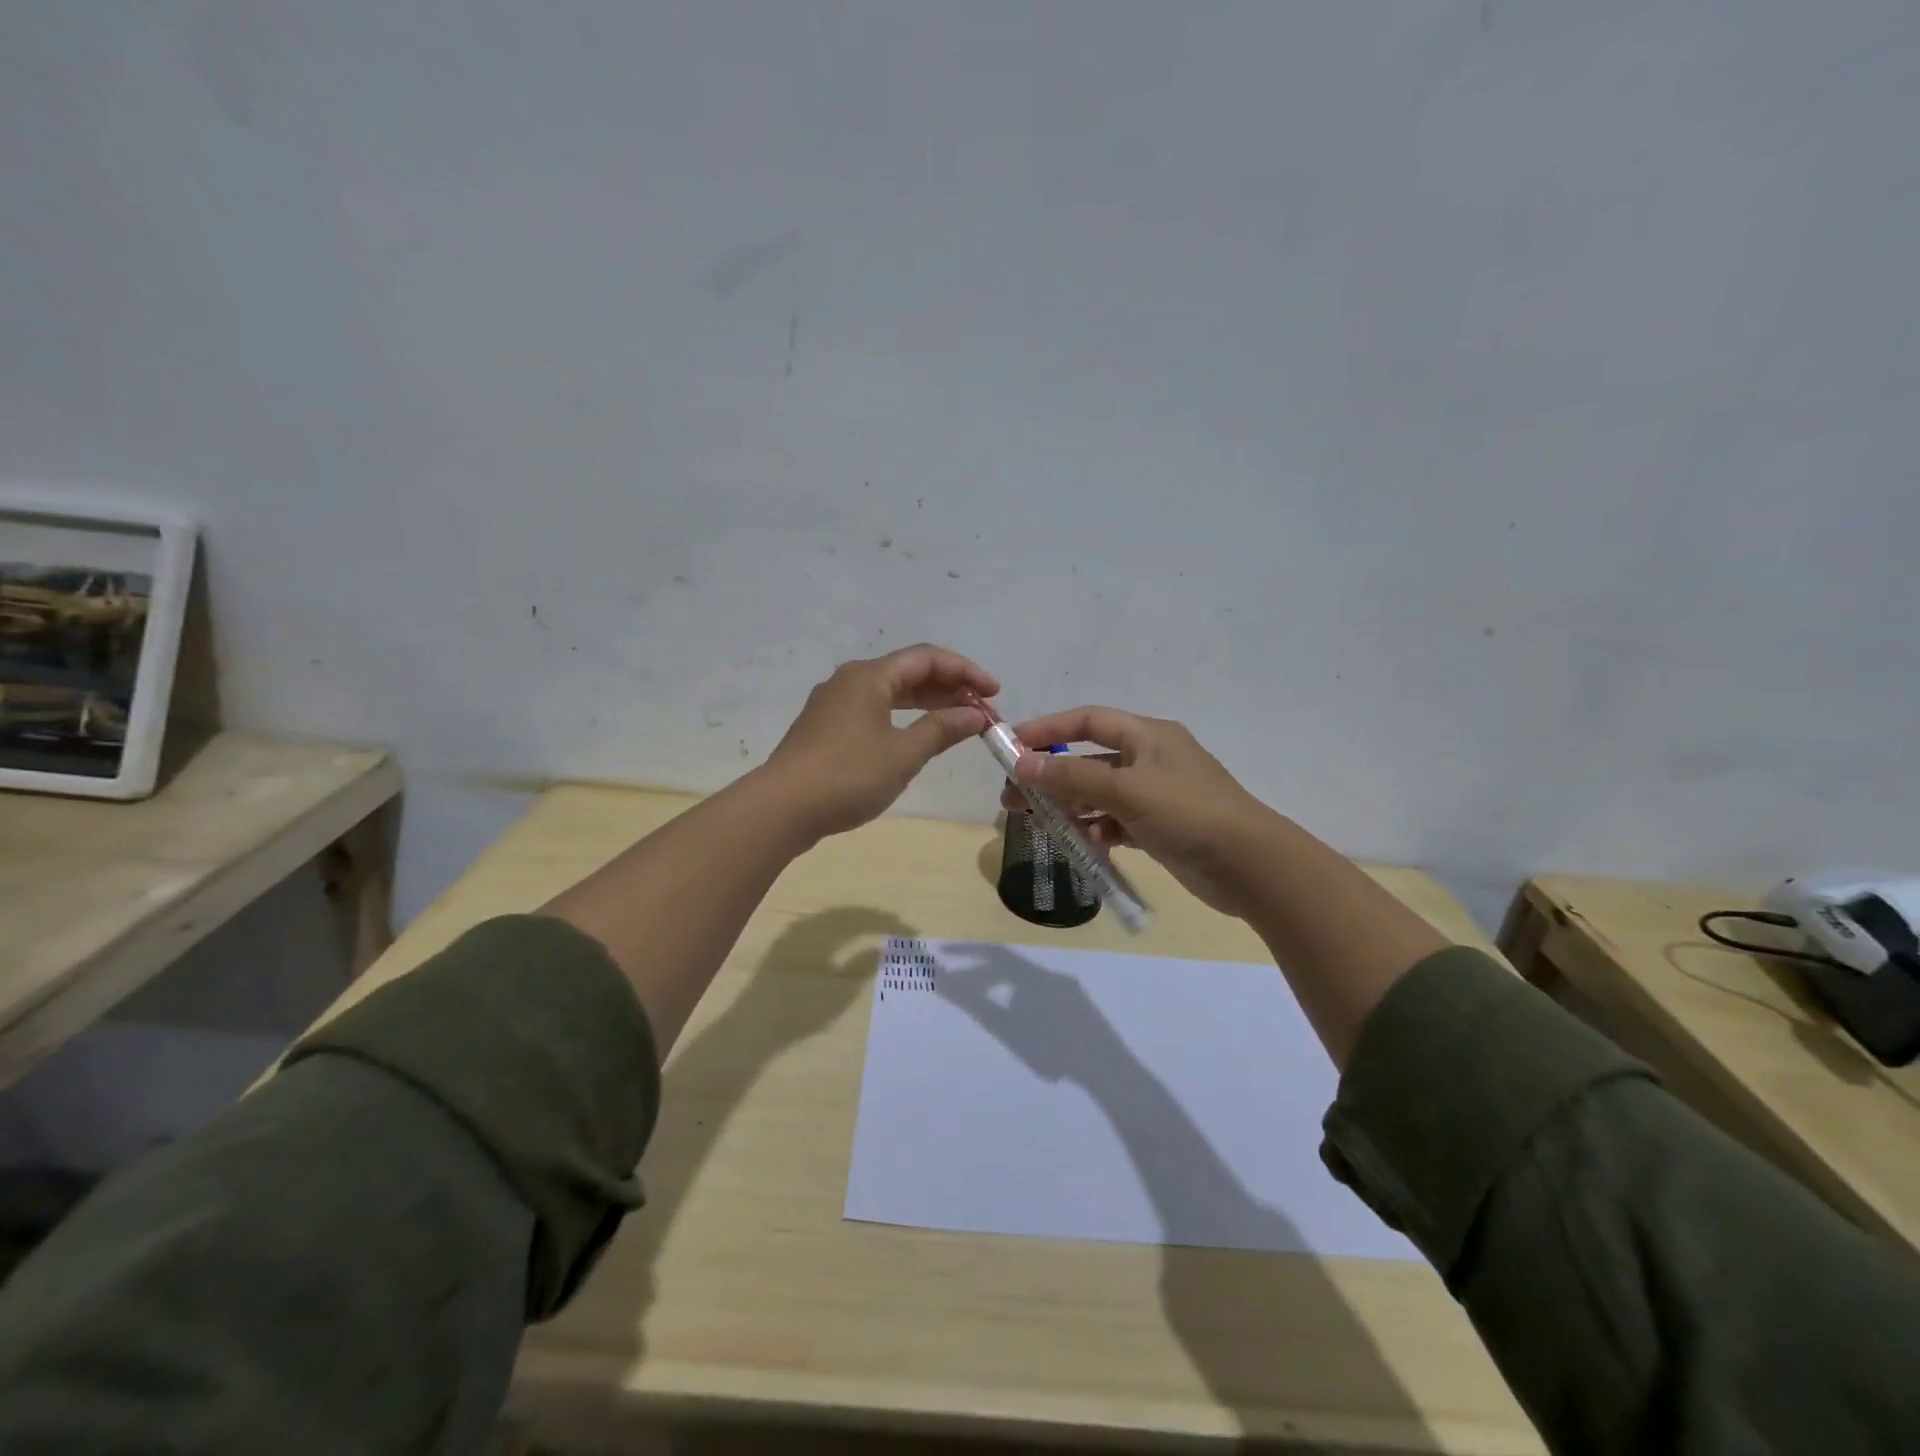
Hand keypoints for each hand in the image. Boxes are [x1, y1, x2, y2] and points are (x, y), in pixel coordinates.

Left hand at [765, 644, 999, 840]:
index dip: (966, 672)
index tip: (995, 693)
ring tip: (959, 722)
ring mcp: (835, 703)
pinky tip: (918, 736)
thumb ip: (942, 729)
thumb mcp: (904, 754)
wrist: (782, 807)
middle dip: (949, 688)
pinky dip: (904, 717)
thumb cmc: (848, 776)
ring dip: (928, 703)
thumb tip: (976, 715)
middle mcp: (850, 680)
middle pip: (909, 672)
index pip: (928, 658)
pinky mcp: (826, 727)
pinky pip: (875, 709)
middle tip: (982, 710)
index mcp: (870, 676)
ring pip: (891, 692)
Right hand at [999, 706, 1279, 916]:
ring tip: (1035, 823)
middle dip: (1050, 776)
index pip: (1087, 721)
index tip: (1011, 746)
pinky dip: (1096, 829)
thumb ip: (1073, 777)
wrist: (1251, 866)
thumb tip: (1023, 764)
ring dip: (1068, 806)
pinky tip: (1083, 843)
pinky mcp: (1159, 827)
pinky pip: (1116, 822)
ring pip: (1099, 794)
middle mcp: (1150, 759)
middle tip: (1012, 798)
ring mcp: (1156, 795)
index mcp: (1147, 736)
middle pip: (1088, 759)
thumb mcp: (1127, 790)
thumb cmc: (1189, 814)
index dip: (1047, 730)